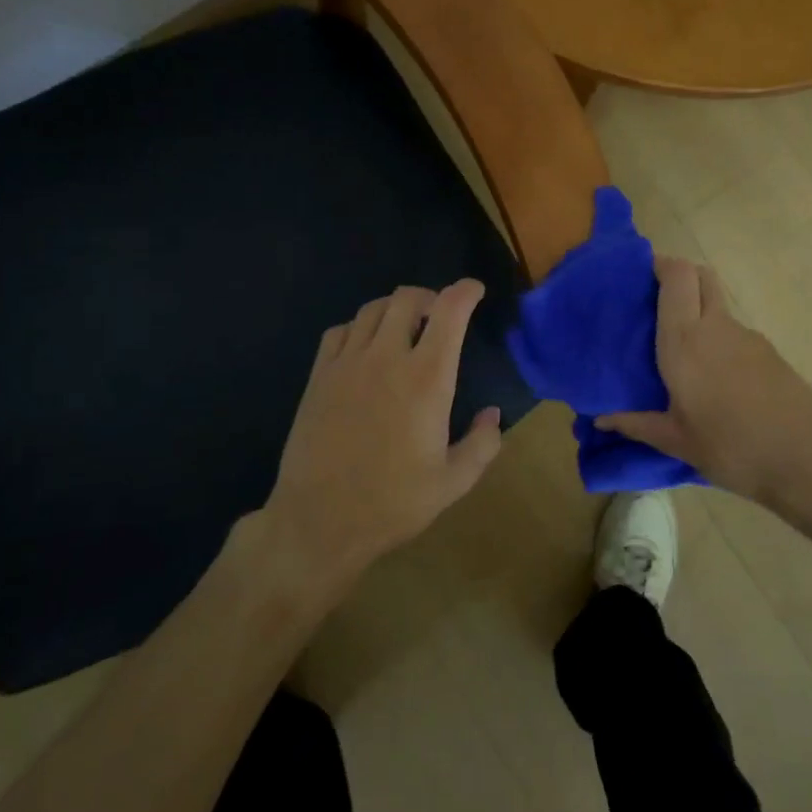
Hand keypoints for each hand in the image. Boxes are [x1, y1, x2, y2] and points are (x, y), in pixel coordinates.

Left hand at [260, 279, 502, 591]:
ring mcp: (347, 364)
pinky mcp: (319, 376)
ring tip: (405, 328)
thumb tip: (492, 414)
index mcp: (427, 379)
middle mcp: (387, 358)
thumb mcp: (453, 482)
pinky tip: (365, 347)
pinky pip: (340, 330)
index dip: (465, 292)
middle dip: (430, 297)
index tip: (475, 290)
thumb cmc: (393, 502)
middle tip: (440, 315)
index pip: (449, 312)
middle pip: (407, 298)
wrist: (319, 520)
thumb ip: (482, 444)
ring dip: (395, 308)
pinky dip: (360, 327)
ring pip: (373, 309)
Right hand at [597, 256, 811, 508]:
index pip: (677, 276)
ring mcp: (748, 337)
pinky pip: (734, 333)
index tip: (639, 275)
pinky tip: (714, 378)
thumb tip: (601, 419)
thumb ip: (637, 424)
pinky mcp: (770, 353)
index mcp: (685, 340)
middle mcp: (716, 327)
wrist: (808, 462)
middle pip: (701, 276)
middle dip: (679, 276)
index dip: (660, 265)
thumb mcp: (677, 441)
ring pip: (718, 305)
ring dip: (698, 310)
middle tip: (656, 301)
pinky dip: (718, 339)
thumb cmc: (731, 448)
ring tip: (681, 350)